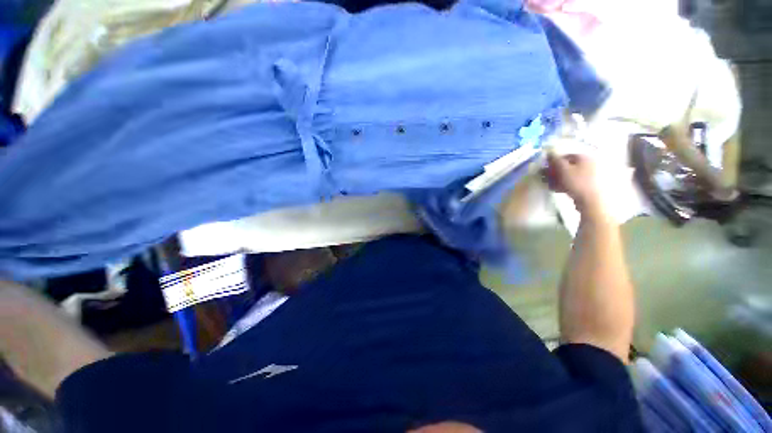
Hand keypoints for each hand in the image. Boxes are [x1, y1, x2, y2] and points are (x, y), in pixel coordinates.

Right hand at [544, 151, 607, 218]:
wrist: (591, 201)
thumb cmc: (577, 182)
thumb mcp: (563, 169)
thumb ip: (555, 160)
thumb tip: (549, 151)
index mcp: (584, 157)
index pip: (565, 156)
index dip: (553, 162)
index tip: (544, 169)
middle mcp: (589, 163)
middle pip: (567, 166)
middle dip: (554, 171)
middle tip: (544, 177)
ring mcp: (590, 175)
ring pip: (569, 175)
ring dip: (557, 179)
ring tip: (549, 185)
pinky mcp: (588, 185)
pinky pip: (573, 182)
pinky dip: (564, 184)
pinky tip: (556, 189)